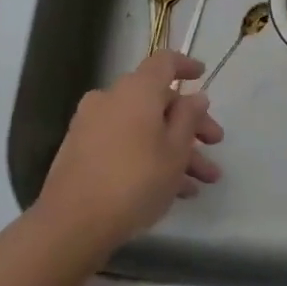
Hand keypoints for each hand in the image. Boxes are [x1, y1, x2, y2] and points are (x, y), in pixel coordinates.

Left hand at [35, 51, 224, 250]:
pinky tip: (172, 191)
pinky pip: (124, 143)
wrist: (72, 223)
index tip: (202, 75)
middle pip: (157, 101)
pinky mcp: (81, 151)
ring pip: (143, 127)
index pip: (164, 61)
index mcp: (137, 89)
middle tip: (214, 145)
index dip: (186, 65)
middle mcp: (112, 98)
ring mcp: (92, 125)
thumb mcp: (175, 152)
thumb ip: (189, 118)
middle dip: (189, 124)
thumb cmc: (135, 180)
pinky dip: (147, 156)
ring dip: (173, 149)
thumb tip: (195, 96)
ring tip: (201, 183)